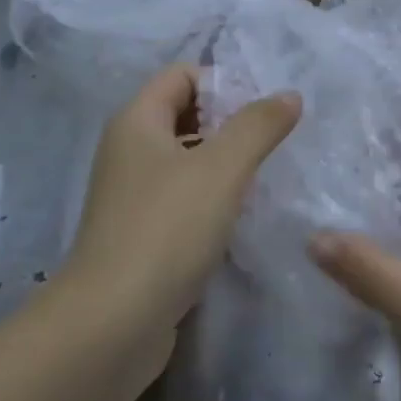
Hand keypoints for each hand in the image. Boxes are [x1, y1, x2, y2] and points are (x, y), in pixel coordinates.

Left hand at [66, 63, 300, 356]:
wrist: (111, 325)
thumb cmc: (167, 229)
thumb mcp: (222, 168)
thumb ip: (259, 125)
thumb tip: (289, 95)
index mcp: (137, 121)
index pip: (182, 74)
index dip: (223, 82)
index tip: (262, 112)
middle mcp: (127, 150)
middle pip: (183, 114)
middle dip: (227, 122)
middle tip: (268, 143)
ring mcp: (130, 195)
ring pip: (183, 158)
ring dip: (221, 162)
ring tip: (262, 177)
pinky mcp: (138, 234)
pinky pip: (180, 197)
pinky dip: (208, 197)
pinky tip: (237, 217)